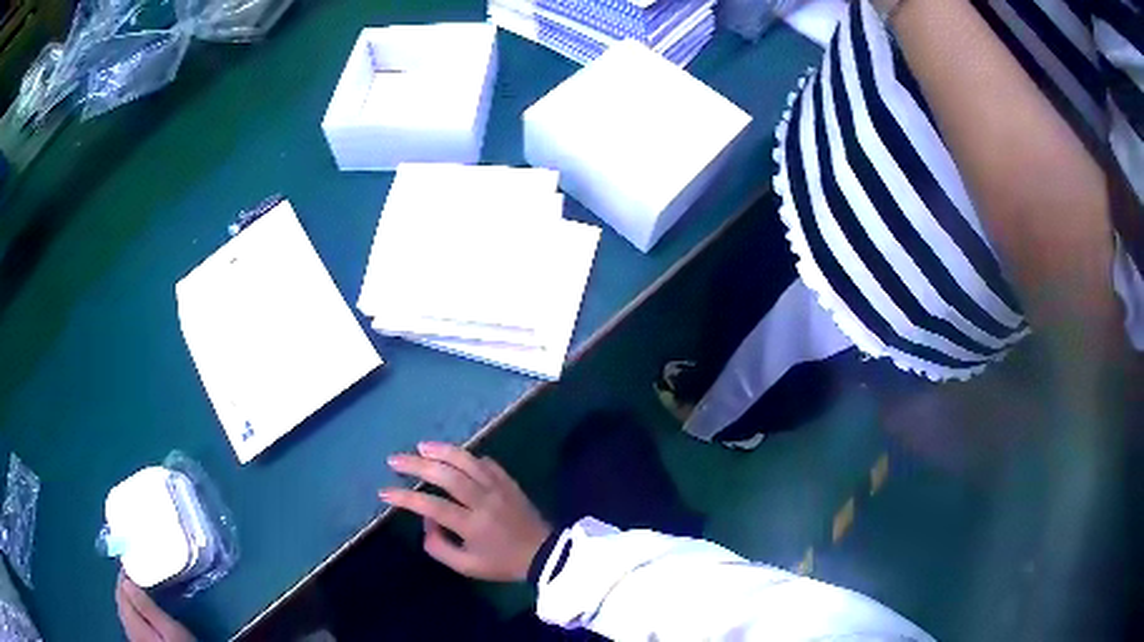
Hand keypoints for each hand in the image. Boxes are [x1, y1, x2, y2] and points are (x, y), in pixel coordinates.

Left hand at [115, 573, 194, 641]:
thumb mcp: (170, 629)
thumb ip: (146, 606)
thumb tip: (126, 580)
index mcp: (132, 619)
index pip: (120, 589)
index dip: (123, 573)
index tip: (131, 560)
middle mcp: (127, 626)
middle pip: (120, 600)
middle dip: (124, 585)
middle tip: (135, 572)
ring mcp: (133, 636)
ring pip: (123, 610)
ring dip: (127, 597)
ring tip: (138, 588)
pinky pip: (129, 620)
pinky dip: (131, 609)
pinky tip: (141, 610)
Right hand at [381, 442, 552, 581]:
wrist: (544, 554)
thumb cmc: (502, 563)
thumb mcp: (467, 566)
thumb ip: (439, 547)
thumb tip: (425, 522)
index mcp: (472, 524)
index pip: (432, 506)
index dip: (405, 498)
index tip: (385, 492)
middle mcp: (483, 500)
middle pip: (446, 475)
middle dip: (416, 465)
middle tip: (394, 460)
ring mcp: (498, 487)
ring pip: (467, 461)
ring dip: (441, 451)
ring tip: (420, 446)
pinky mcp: (509, 481)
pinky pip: (486, 463)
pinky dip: (467, 457)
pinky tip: (454, 456)